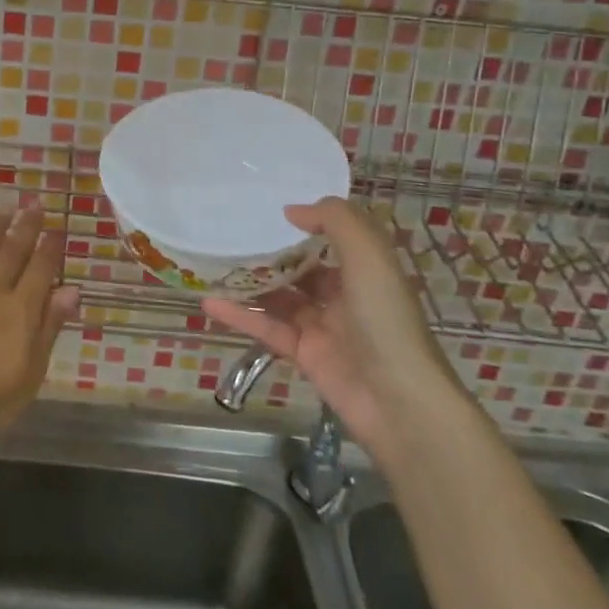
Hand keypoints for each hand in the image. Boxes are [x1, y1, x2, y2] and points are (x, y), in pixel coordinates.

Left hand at [0, 206, 79, 447]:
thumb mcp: (32, 371)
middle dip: (27, 226)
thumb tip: (71, 289)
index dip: (51, 246)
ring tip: (5, 208)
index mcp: (22, 309)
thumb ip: (50, 326)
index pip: (42, 268)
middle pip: (14, 251)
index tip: (58, 227)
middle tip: (35, 203)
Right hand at [202, 197, 466, 467]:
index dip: (308, 221)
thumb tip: (291, 211)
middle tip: (231, 232)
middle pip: (302, 267)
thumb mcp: (369, 256)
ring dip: (250, 283)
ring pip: (280, 297)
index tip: (270, 207)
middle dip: (271, 252)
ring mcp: (323, 326)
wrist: (398, 401)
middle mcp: (345, 294)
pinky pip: (267, 328)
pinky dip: (240, 316)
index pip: (335, 237)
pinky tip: (209, 303)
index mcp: (366, 269)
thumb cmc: (386, 319)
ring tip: (212, 264)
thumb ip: (335, 221)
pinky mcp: (304, 354)